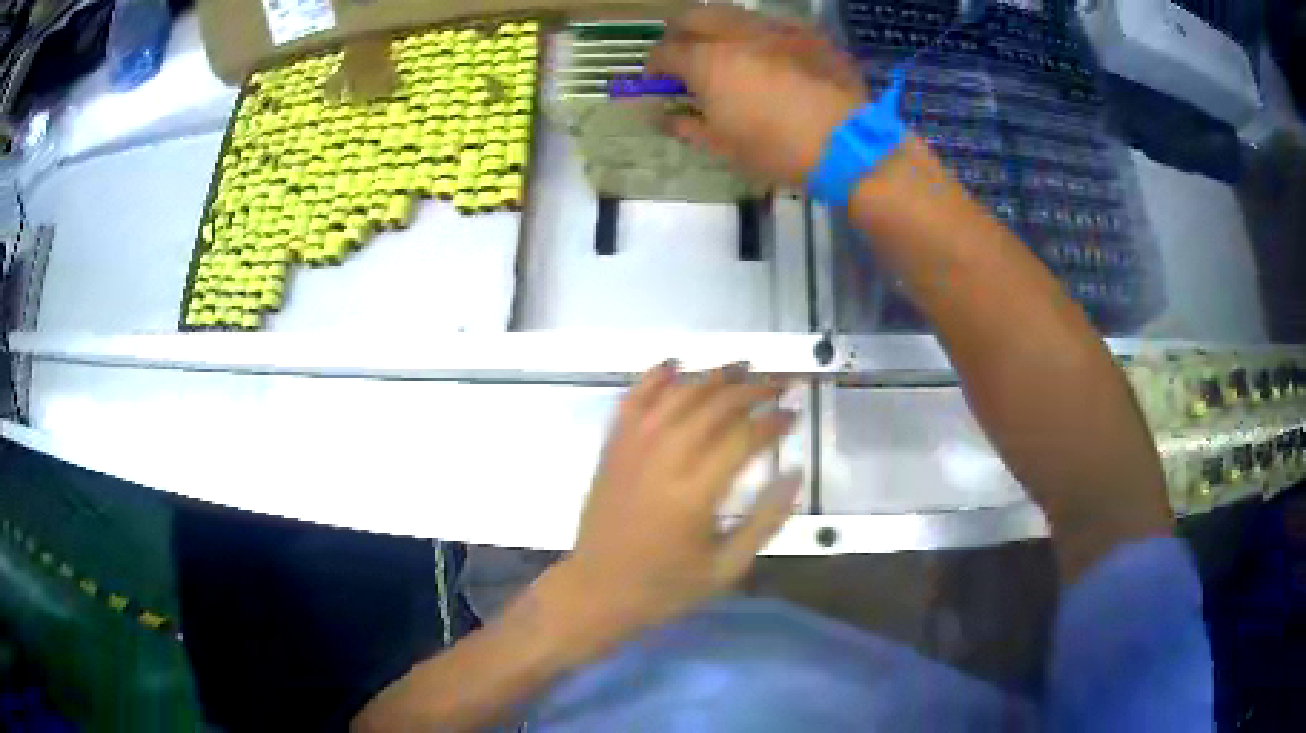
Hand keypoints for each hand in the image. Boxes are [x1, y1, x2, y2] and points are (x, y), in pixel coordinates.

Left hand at [553, 361, 801, 637]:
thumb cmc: (665, 586)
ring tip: (743, 366)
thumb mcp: (726, 567)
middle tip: (779, 383)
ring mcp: (632, 449)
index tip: (795, 412)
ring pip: (677, 395)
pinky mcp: (612, 447)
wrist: (597, 589)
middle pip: (714, 406)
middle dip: (753, 389)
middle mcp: (662, 461)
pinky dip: (654, 377)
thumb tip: (795, 474)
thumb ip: (765, 521)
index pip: (743, 438)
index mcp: (694, 495)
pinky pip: (633, 400)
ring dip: (712, 376)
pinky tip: (675, 363)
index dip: (774, 420)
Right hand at [647, 6, 867, 188]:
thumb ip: (684, 126)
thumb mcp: (723, 147)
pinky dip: (759, 34)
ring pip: (733, 14)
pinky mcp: (808, 33)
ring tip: (725, 51)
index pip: (665, 52)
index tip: (656, 81)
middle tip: (683, 54)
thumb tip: (660, 117)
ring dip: (718, 28)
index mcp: (708, 62)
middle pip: (693, 16)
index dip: (654, 66)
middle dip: (680, 32)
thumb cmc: (777, 151)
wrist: (849, 145)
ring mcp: (775, 28)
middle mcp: (736, 34)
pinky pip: (773, 23)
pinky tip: (767, 54)